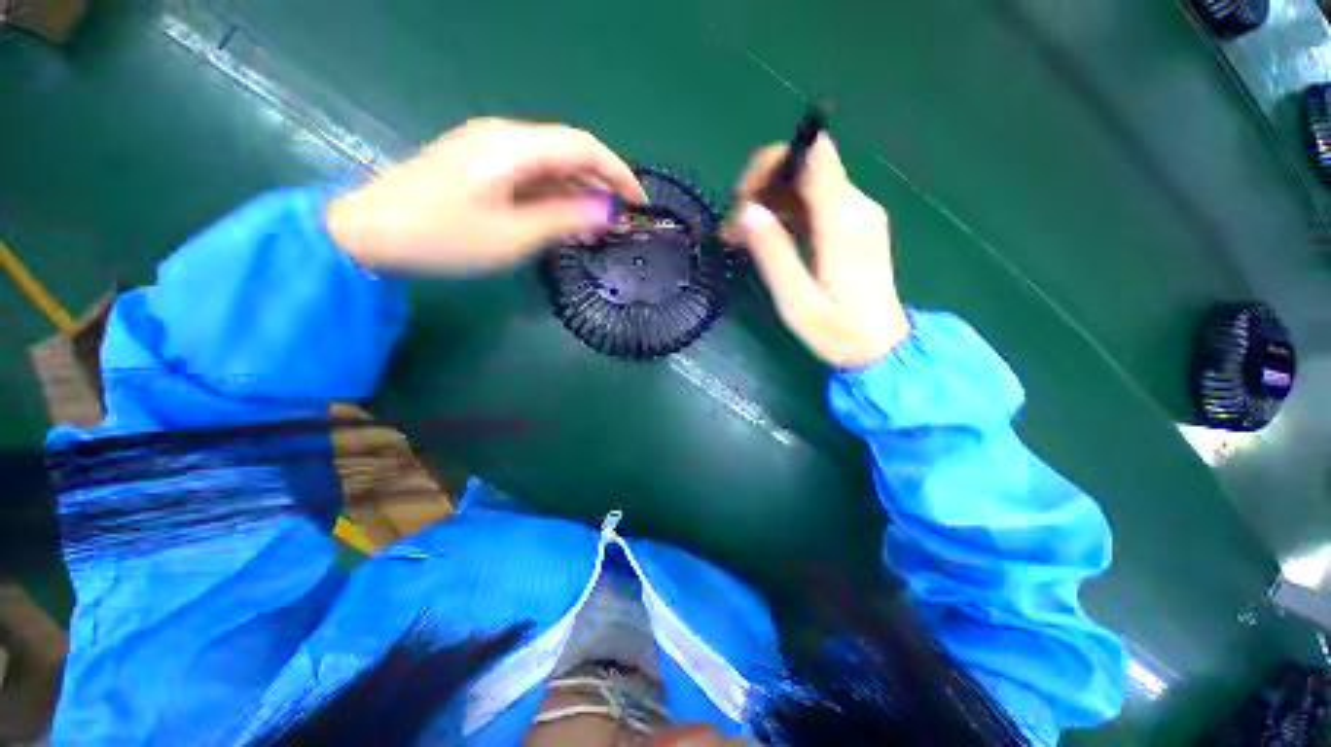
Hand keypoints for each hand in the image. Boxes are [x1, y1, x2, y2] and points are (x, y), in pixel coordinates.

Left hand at [327, 118, 646, 274]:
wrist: (368, 234)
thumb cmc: (445, 237)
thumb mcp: (515, 236)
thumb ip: (565, 219)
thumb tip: (607, 211)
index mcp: (514, 147)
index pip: (583, 147)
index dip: (618, 171)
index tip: (639, 202)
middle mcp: (504, 138)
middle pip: (567, 154)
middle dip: (599, 187)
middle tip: (617, 225)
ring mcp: (487, 150)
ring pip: (549, 166)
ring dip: (576, 195)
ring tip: (593, 231)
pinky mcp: (477, 166)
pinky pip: (528, 176)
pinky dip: (552, 197)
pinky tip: (560, 221)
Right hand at [725, 135, 909, 368]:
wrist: (883, 348)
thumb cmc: (839, 331)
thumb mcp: (797, 301)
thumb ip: (774, 254)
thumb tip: (747, 211)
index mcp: (842, 220)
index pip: (811, 153)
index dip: (771, 163)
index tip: (743, 200)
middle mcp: (854, 205)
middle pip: (804, 165)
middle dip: (762, 187)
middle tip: (735, 229)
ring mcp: (857, 214)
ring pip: (806, 183)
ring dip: (769, 202)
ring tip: (743, 239)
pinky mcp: (854, 226)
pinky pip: (814, 202)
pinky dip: (784, 213)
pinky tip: (767, 240)